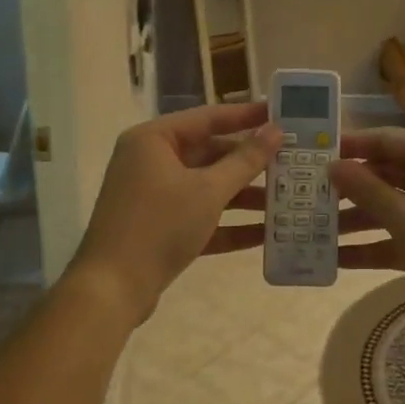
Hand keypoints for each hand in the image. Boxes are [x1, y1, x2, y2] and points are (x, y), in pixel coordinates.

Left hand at [70, 102, 283, 324]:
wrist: (112, 289)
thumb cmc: (159, 225)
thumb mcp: (208, 191)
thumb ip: (245, 161)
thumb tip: (275, 130)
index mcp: (154, 140)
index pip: (208, 118)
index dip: (246, 116)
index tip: (280, 114)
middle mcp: (151, 162)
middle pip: (209, 154)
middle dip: (250, 164)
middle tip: (291, 162)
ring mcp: (154, 197)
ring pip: (207, 188)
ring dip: (245, 197)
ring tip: (287, 201)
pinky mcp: (160, 229)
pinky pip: (200, 218)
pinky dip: (229, 225)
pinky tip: (266, 234)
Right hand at [327, 128, 404, 343]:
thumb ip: (366, 190)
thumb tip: (332, 166)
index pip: (383, 139)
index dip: (347, 146)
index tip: (309, 154)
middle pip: (384, 173)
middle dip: (347, 188)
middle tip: (303, 195)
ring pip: (389, 207)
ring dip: (355, 220)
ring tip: (311, 229)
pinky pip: (400, 236)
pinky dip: (373, 246)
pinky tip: (336, 260)